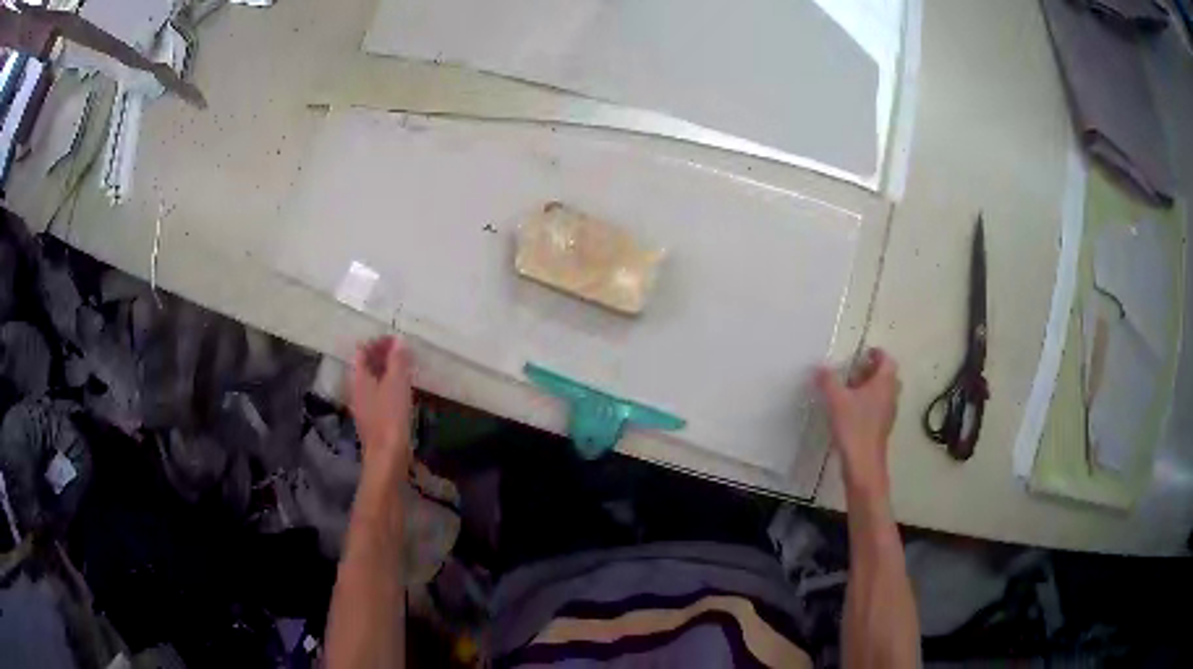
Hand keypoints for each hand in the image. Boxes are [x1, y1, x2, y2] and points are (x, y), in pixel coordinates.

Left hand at [349, 336, 413, 476]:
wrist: (387, 457)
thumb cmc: (390, 417)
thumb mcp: (397, 384)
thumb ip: (398, 361)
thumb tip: (399, 341)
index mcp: (359, 378)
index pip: (362, 350)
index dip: (377, 341)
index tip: (396, 339)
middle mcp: (358, 389)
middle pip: (366, 365)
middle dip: (382, 355)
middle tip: (403, 351)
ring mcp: (364, 406)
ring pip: (373, 380)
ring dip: (387, 371)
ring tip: (406, 368)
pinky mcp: (374, 419)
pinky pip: (379, 394)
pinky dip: (389, 386)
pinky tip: (403, 391)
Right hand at [817, 348, 900, 498]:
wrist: (864, 463)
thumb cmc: (854, 427)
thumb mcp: (836, 400)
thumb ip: (827, 381)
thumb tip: (820, 367)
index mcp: (884, 384)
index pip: (887, 361)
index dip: (878, 354)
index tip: (866, 352)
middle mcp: (890, 396)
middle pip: (887, 377)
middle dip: (873, 371)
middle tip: (856, 371)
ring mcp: (888, 413)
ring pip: (883, 393)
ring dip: (870, 387)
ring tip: (850, 390)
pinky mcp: (882, 428)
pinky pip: (879, 408)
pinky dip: (868, 403)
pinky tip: (851, 411)